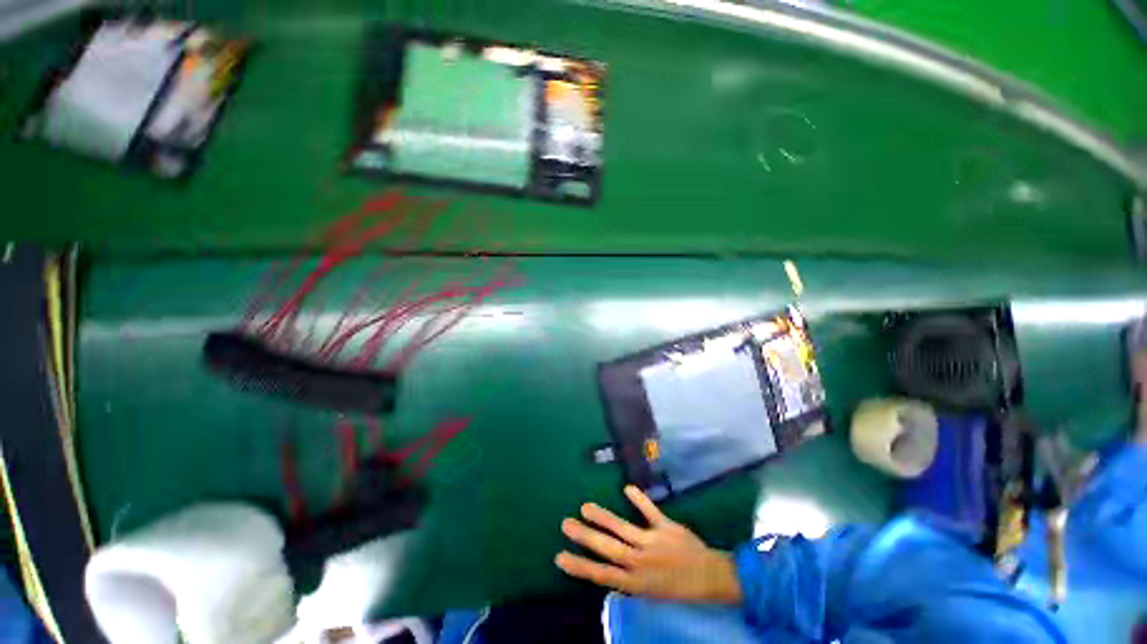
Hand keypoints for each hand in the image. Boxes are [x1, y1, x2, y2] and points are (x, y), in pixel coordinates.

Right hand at [555, 485, 741, 603]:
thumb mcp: (651, 593)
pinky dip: (640, 499)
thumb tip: (609, 569)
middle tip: (566, 524)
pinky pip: (651, 511)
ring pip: (623, 529)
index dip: (580, 567)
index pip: (601, 575)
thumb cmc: (679, 588)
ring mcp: (653, 543)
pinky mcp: (666, 528)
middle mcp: (641, 563)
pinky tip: (627, 487)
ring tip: (585, 507)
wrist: (712, 579)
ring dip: (603, 517)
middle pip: (608, 549)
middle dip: (585, 537)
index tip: (559, 557)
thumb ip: (630, 579)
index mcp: (636, 583)